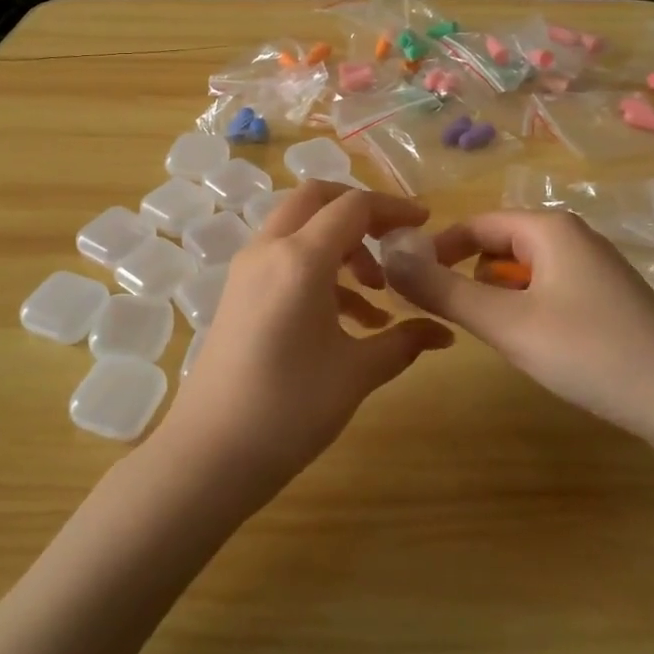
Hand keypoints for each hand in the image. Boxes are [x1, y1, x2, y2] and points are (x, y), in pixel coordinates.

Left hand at [158, 181, 454, 499]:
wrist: (209, 454)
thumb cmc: (289, 409)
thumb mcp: (356, 373)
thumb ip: (403, 342)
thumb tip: (443, 333)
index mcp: (300, 258)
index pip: (353, 206)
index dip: (393, 208)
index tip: (425, 223)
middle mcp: (268, 250)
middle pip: (315, 199)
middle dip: (359, 211)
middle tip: (394, 241)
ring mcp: (247, 270)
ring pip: (299, 228)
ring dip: (341, 245)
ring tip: (379, 295)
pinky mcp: (238, 292)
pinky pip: (284, 259)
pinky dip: (319, 269)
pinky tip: (350, 319)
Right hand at [382, 210, 653, 458]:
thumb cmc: (591, 353)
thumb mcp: (506, 323)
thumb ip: (444, 290)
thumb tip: (389, 256)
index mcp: (549, 228)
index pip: (474, 225)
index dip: (436, 250)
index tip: (409, 284)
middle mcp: (572, 237)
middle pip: (498, 245)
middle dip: (467, 276)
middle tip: (447, 316)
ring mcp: (594, 268)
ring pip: (522, 271)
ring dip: (496, 296)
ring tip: (490, 335)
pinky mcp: (606, 298)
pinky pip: (547, 290)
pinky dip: (525, 308)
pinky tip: (533, 344)